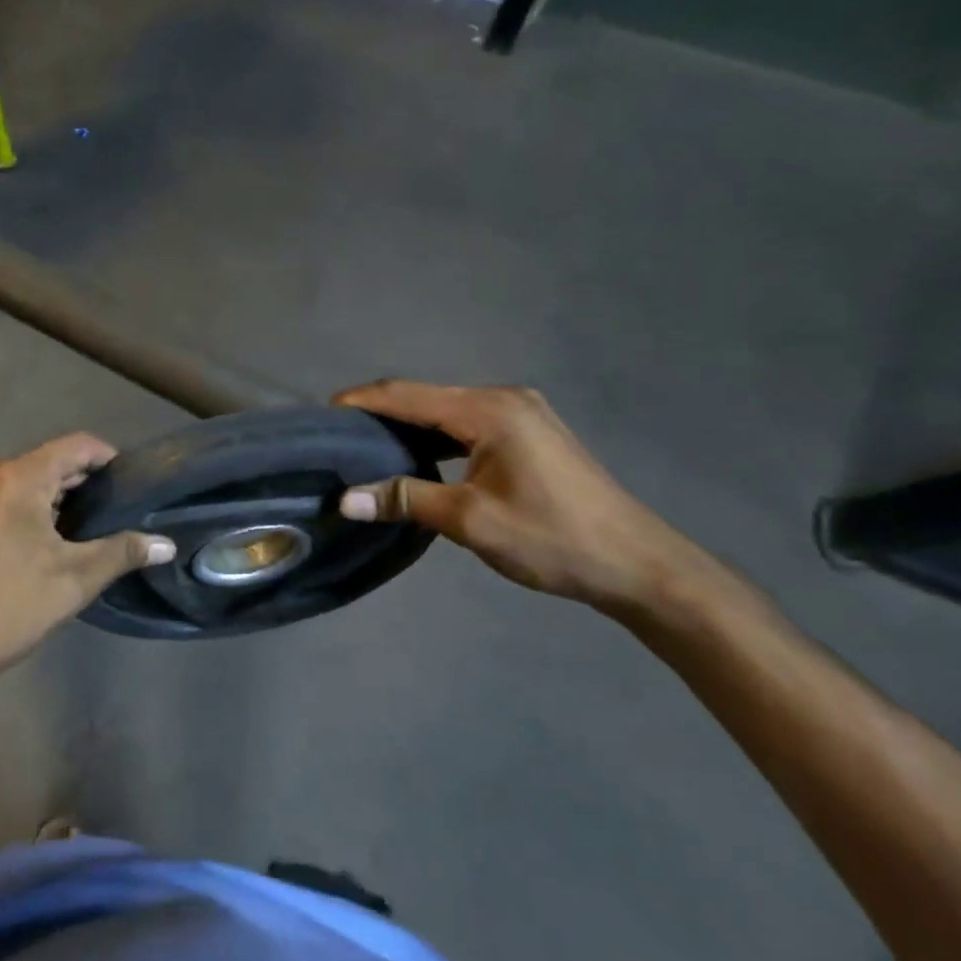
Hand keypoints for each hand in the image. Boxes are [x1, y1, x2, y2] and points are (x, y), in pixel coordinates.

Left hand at [0, 434, 175, 685]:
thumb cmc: (5, 612)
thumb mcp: (72, 582)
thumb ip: (122, 552)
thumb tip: (167, 544)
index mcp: (14, 477)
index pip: (74, 446)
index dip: (106, 459)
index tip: (125, 485)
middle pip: (42, 463)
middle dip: (74, 486)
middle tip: (101, 518)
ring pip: (13, 479)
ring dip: (42, 498)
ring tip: (65, 533)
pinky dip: (11, 507)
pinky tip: (22, 542)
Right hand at [334, 382, 733, 622]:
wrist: (640, 566)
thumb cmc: (553, 539)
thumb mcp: (471, 521)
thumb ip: (406, 500)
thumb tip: (346, 498)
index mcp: (488, 410)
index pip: (406, 394)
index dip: (361, 401)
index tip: (321, 415)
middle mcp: (503, 399)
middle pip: (425, 397)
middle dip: (379, 412)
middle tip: (337, 437)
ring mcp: (521, 413)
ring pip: (446, 411)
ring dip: (407, 425)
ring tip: (366, 447)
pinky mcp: (529, 433)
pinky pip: (467, 425)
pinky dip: (435, 437)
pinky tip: (416, 457)